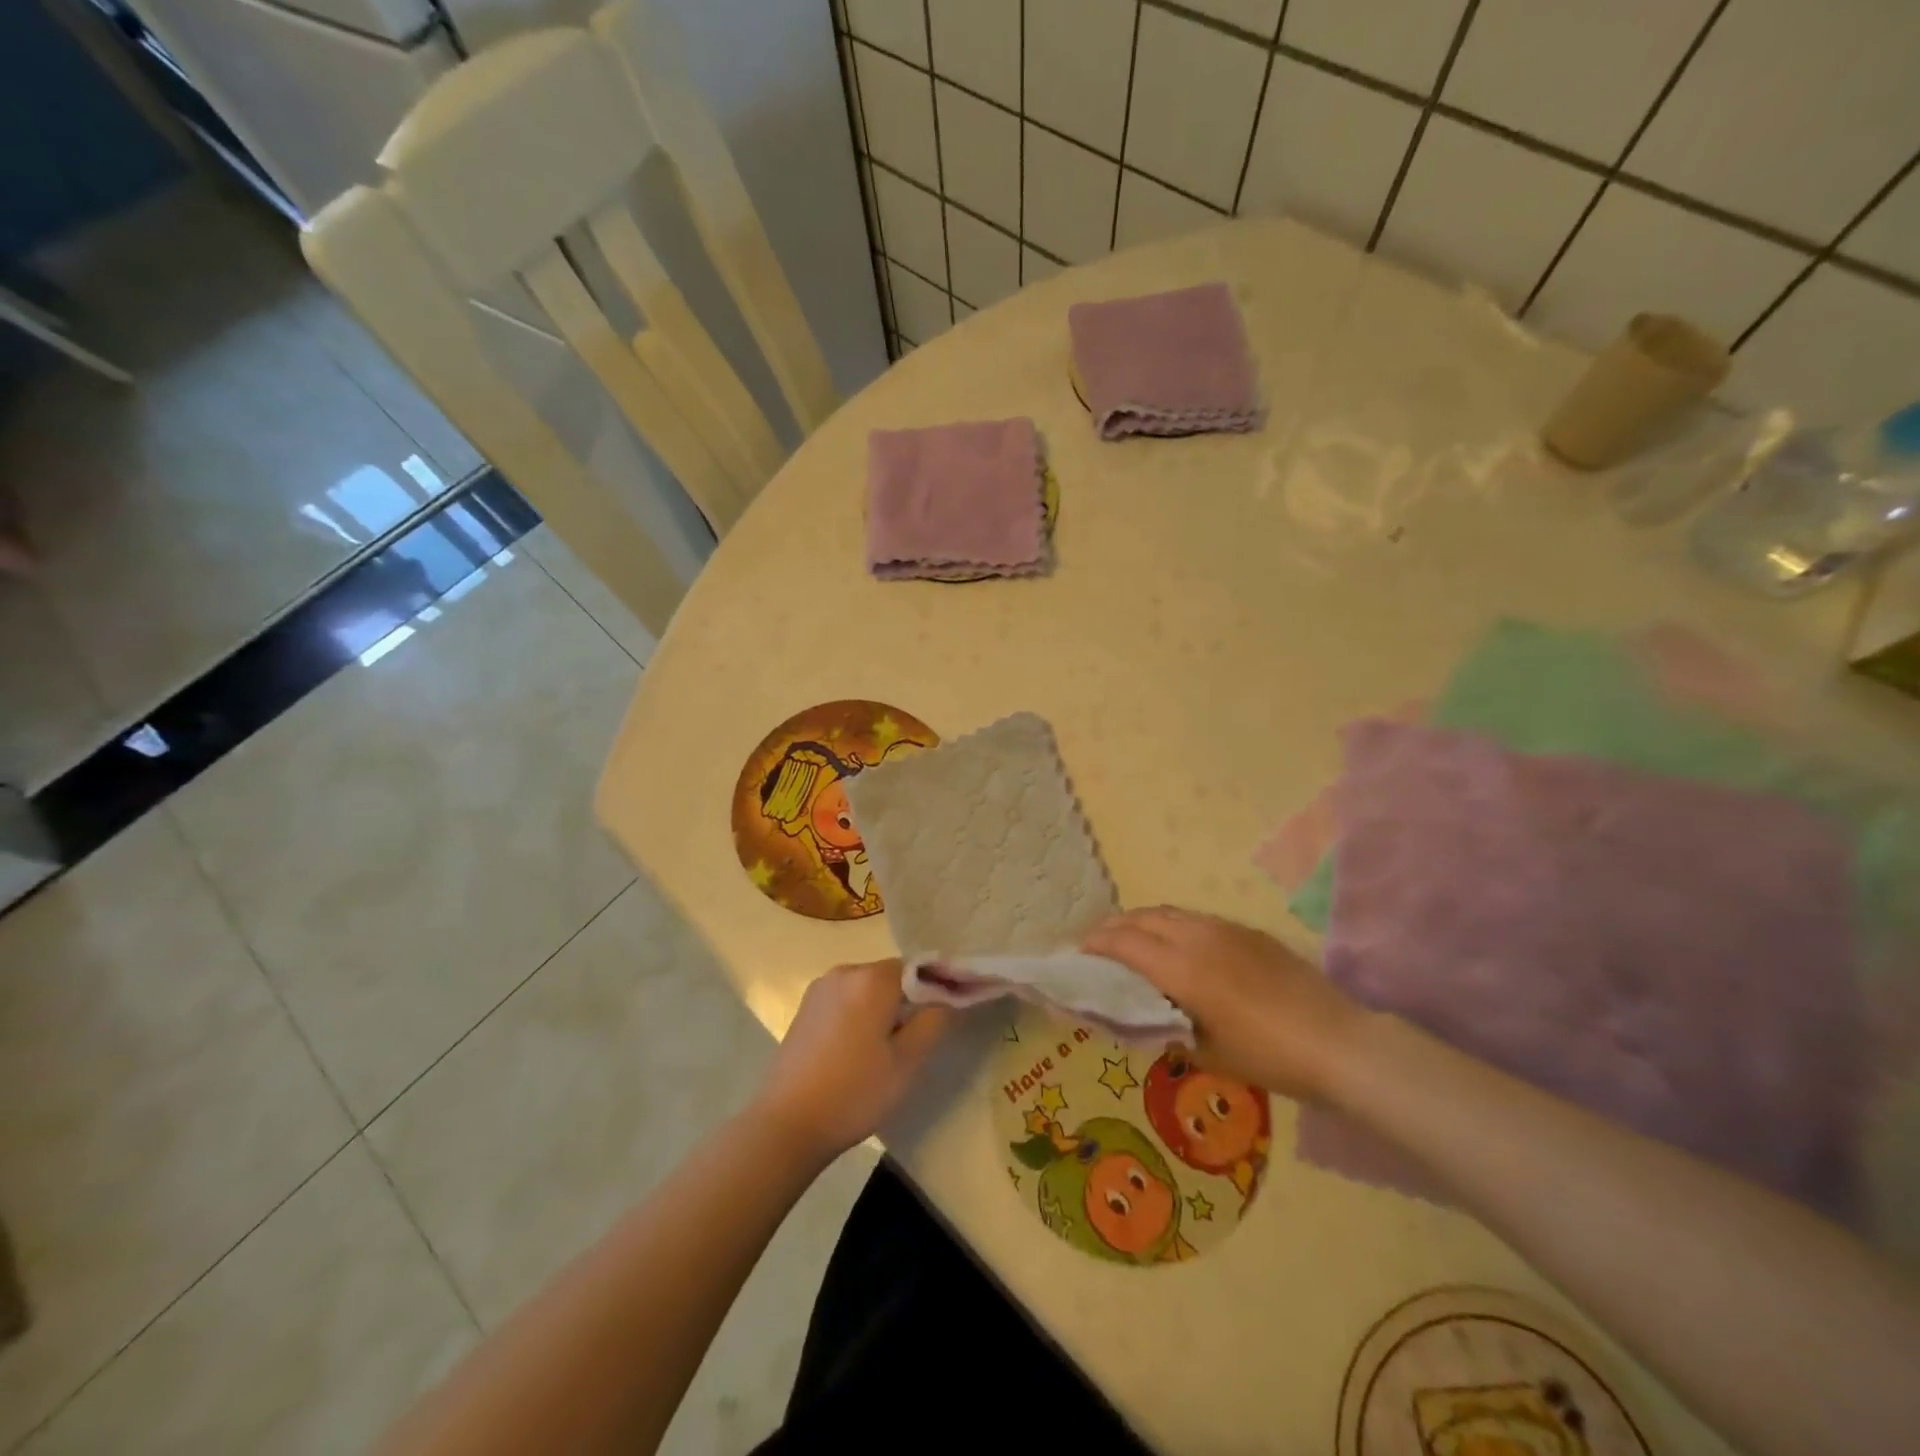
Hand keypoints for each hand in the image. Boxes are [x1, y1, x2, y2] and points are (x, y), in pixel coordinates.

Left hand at [753, 960, 952, 1161]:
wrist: (787, 1124)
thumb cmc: (855, 1091)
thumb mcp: (908, 1061)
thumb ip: (935, 1020)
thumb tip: (949, 997)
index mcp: (871, 978)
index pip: (918, 968)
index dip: (937, 989)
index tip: (946, 1017)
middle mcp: (844, 971)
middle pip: (891, 976)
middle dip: (908, 1001)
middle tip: (915, 1042)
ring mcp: (820, 989)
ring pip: (867, 989)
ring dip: (882, 1009)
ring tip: (885, 1051)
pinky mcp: (805, 1008)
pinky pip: (845, 1000)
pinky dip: (859, 1016)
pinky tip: (856, 1052)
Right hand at [1084, 907, 1366, 1101]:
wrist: (1339, 1043)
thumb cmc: (1269, 1057)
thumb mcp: (1207, 1053)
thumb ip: (1168, 1029)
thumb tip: (1145, 1017)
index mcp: (1182, 969)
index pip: (1125, 943)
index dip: (1097, 943)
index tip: (1079, 952)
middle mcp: (1198, 938)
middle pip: (1142, 919)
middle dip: (1113, 927)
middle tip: (1097, 944)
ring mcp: (1225, 929)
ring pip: (1169, 913)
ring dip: (1142, 921)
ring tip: (1131, 939)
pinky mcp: (1247, 931)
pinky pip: (1196, 919)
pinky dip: (1171, 924)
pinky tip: (1177, 944)